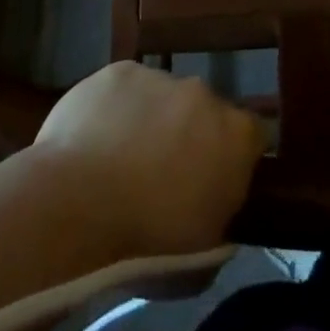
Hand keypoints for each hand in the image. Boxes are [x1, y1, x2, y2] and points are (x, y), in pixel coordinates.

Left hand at [34, 61, 265, 255]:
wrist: (75, 206)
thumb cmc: (147, 243)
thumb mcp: (203, 259)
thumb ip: (221, 222)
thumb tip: (214, 210)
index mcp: (236, 135)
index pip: (254, 137)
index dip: (235, 159)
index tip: (215, 183)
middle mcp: (205, 93)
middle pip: (205, 113)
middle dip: (190, 137)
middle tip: (162, 177)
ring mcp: (159, 77)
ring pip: (162, 99)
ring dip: (151, 122)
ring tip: (118, 162)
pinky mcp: (117, 71)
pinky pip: (124, 90)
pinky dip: (115, 110)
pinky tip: (93, 141)